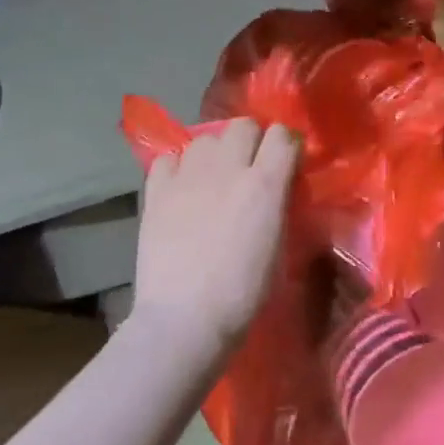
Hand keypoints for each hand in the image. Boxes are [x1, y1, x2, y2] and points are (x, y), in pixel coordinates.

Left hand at [133, 119, 298, 353]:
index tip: (287, 162)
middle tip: (250, 167)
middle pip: (243, 126)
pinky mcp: (156, 191)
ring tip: (214, 178)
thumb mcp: (279, 246)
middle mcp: (227, 168)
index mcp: (265, 184)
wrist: (185, 319)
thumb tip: (275, 188)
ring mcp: (188, 177)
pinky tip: (182, 189)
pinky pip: (169, 159)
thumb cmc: (243, 293)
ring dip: (215, 152)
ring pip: (205, 138)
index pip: (283, 136)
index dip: (287, 145)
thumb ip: (278, 205)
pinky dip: (178, 168)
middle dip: (252, 141)